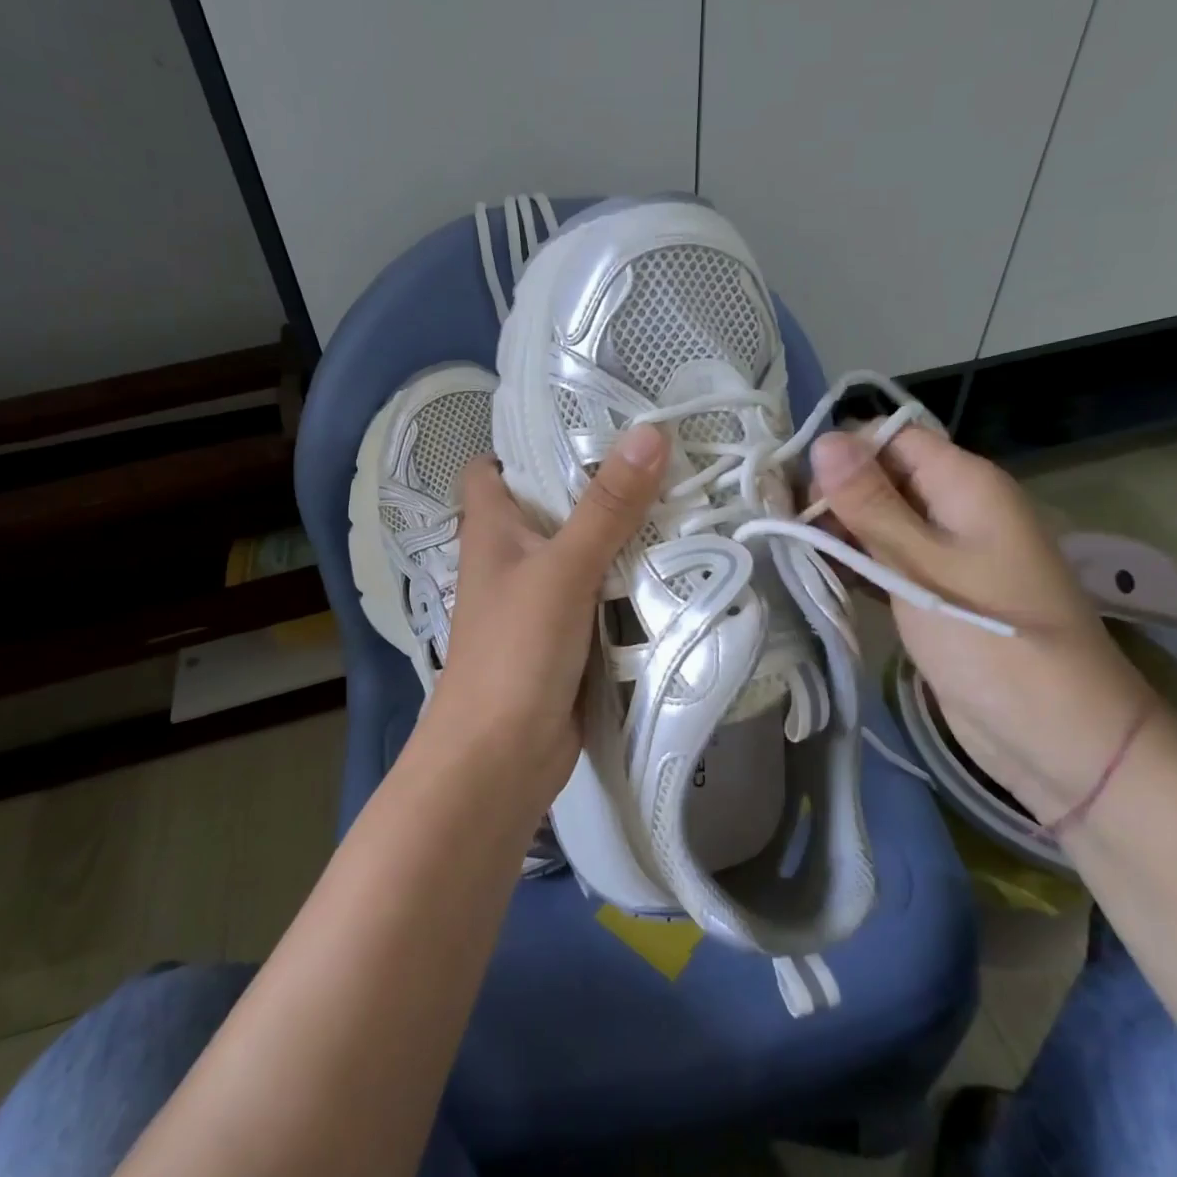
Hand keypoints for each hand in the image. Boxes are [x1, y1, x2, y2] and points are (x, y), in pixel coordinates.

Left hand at [421, 424, 668, 813]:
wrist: (501, 758)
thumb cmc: (514, 651)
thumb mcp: (563, 569)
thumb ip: (607, 506)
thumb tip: (649, 432)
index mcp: (491, 527)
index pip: (493, 465)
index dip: (526, 439)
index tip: (586, 418)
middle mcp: (512, 555)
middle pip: (553, 501)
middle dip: (600, 479)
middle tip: (662, 450)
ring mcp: (542, 595)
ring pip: (585, 546)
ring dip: (624, 529)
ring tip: (685, 492)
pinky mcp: (570, 632)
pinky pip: (604, 590)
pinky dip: (631, 576)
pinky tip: (679, 558)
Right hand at [808, 427, 1159, 822]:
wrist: (1058, 736)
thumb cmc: (992, 641)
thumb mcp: (921, 566)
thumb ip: (870, 503)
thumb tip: (825, 440)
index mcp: (965, 483)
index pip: (891, 436)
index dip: (842, 453)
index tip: (797, 490)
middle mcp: (956, 506)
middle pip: (881, 475)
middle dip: (834, 494)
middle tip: (790, 529)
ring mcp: (946, 550)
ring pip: (879, 518)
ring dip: (839, 531)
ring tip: (795, 552)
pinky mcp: (934, 588)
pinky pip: (887, 557)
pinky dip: (855, 562)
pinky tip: (819, 575)